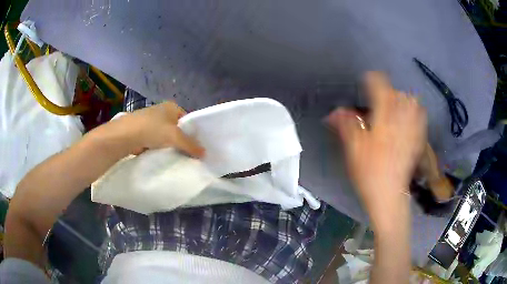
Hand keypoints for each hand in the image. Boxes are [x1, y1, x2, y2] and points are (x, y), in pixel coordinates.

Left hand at [104, 102, 204, 157]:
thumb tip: (204, 153)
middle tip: (190, 154)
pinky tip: (164, 157)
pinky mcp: (143, 132)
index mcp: (172, 107)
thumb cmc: (153, 129)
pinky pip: (157, 141)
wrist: (126, 135)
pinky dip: (161, 148)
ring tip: (178, 157)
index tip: (197, 146)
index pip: (188, 120)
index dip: (193, 133)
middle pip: (177, 128)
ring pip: (167, 135)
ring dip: (171, 145)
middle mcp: (162, 112)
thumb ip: (190, 145)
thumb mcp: (175, 136)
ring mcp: (151, 121)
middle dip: (183, 140)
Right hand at [326, 72, 426, 220]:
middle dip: (389, 90)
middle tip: (381, 98)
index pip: (381, 88)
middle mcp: (400, 120)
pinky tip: (411, 117)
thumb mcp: (353, 149)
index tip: (367, 79)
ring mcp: (412, 130)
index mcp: (384, 119)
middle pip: (399, 94)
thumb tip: (334, 111)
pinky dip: (416, 112)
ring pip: (413, 103)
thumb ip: (346, 126)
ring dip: (404, 99)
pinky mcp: (418, 140)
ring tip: (396, 105)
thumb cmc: (369, 173)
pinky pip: (421, 118)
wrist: (389, 195)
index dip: (373, 80)